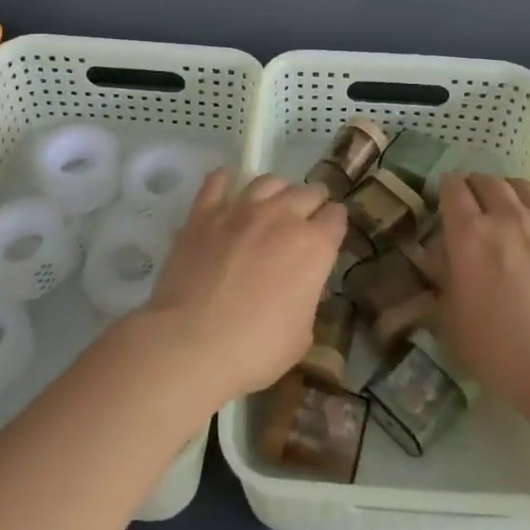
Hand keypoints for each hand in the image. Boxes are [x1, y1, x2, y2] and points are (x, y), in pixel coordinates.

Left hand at [143, 170, 346, 405]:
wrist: (192, 342)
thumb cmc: (255, 348)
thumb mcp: (301, 335)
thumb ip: (306, 299)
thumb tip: (299, 287)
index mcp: (314, 246)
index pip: (337, 217)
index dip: (335, 224)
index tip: (330, 233)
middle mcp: (282, 216)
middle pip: (308, 191)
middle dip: (312, 202)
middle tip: (306, 218)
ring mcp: (240, 209)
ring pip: (269, 181)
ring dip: (277, 191)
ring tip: (272, 203)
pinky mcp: (204, 213)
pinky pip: (217, 182)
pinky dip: (225, 181)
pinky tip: (226, 185)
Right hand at [437, 173, 529, 415]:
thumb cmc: (500, 351)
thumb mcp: (451, 320)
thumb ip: (443, 280)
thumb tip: (440, 260)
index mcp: (470, 234)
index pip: (453, 188)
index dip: (446, 189)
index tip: (444, 200)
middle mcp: (507, 217)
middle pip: (487, 181)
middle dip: (475, 187)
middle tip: (473, 206)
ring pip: (522, 188)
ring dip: (508, 194)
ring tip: (508, 213)